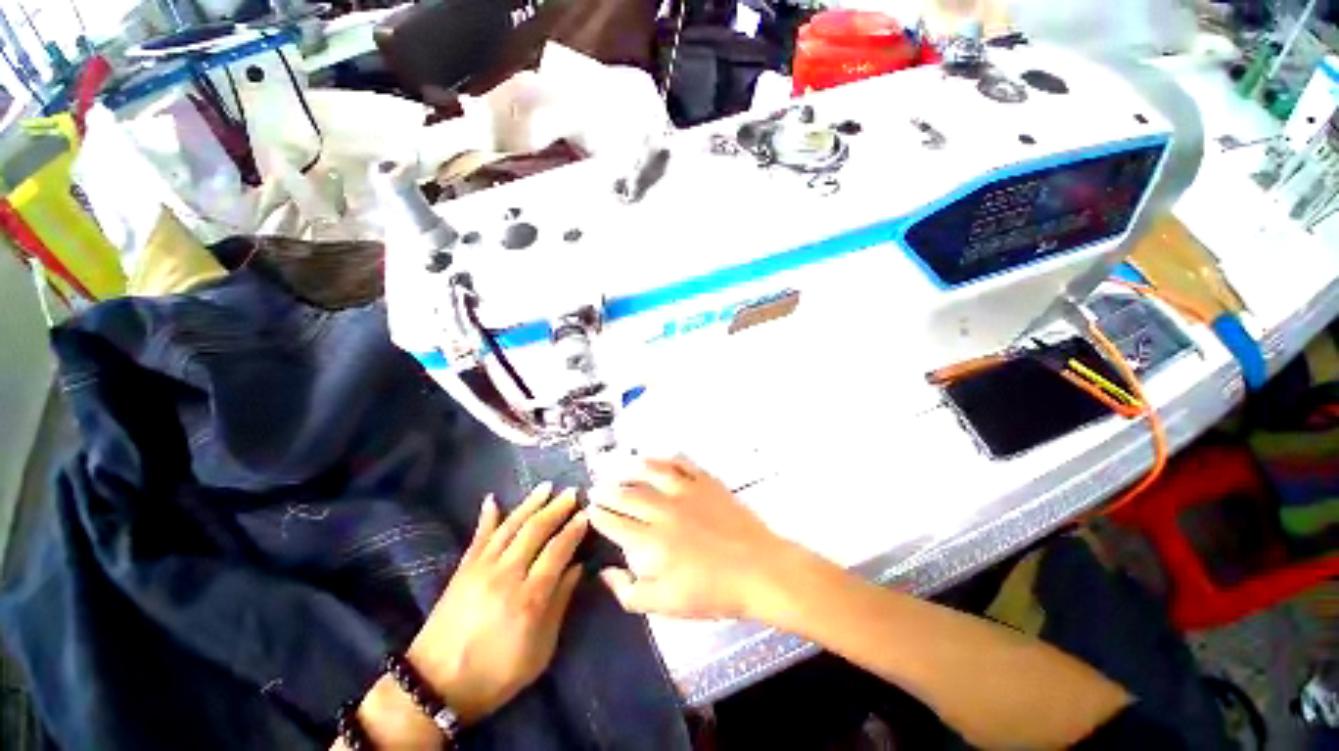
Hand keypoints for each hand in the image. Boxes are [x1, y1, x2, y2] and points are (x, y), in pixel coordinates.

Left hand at [407, 483, 587, 724]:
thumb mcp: (539, 652)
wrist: (434, 687)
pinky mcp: (462, 570)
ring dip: (530, 504)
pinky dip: (487, 516)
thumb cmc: (495, 675)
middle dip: (557, 508)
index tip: (587, 514)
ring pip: (510, 526)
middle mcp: (506, 574)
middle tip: (573, 492)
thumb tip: (577, 569)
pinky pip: (478, 536)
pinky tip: (493, 499)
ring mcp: (481, 569)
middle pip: (536, 530)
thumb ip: (560, 605)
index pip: (558, 550)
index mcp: (529, 597)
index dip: (574, 529)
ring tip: (546, 487)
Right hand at [589, 457, 805, 620]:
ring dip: (632, 469)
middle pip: (628, 495)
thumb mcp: (666, 605)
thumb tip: (606, 572)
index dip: (599, 516)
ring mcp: (686, 492)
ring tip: (620, 466)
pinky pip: (682, 464)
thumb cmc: (712, 592)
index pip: (615, 524)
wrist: (758, 569)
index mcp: (651, 542)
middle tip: (597, 486)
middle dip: (608, 490)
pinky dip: (667, 459)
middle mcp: (663, 511)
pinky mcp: (705, 482)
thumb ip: (629, 591)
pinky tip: (660, 459)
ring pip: (651, 473)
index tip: (590, 510)